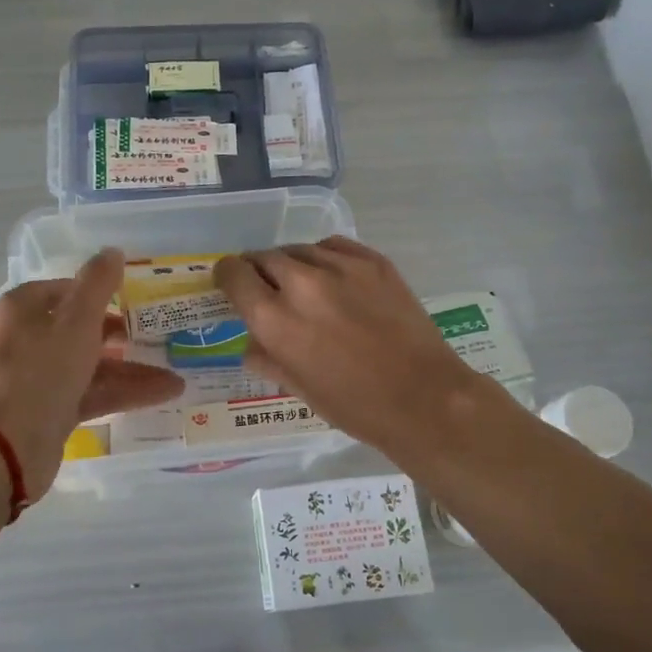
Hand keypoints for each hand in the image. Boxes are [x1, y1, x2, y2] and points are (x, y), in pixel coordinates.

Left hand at [0, 249, 183, 501]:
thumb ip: (97, 284)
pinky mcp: (49, 412)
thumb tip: (113, 251)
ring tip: (176, 374)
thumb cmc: (38, 372)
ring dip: (132, 368)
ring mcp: (37, 379)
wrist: (3, 450)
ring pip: (90, 365)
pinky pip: (92, 394)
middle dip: (122, 333)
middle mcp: (26, 339)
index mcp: (23, 309)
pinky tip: (164, 393)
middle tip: (159, 334)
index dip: (101, 291)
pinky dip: (124, 393)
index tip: (137, 298)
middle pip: (80, 329)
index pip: (66, 289)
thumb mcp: (75, 321)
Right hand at [213, 237, 476, 457]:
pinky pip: (332, 246)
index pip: (234, 274)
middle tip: (268, 289)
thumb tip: (252, 343)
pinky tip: (331, 276)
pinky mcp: (372, 261)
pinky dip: (323, 257)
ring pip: (298, 249)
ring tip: (303, 285)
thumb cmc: (354, 405)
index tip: (232, 283)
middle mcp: (301, 284)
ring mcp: (340, 267)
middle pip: (263, 257)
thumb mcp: (298, 388)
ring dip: (291, 264)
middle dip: (258, 271)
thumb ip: (266, 358)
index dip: (227, 276)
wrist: (424, 397)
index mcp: (275, 319)